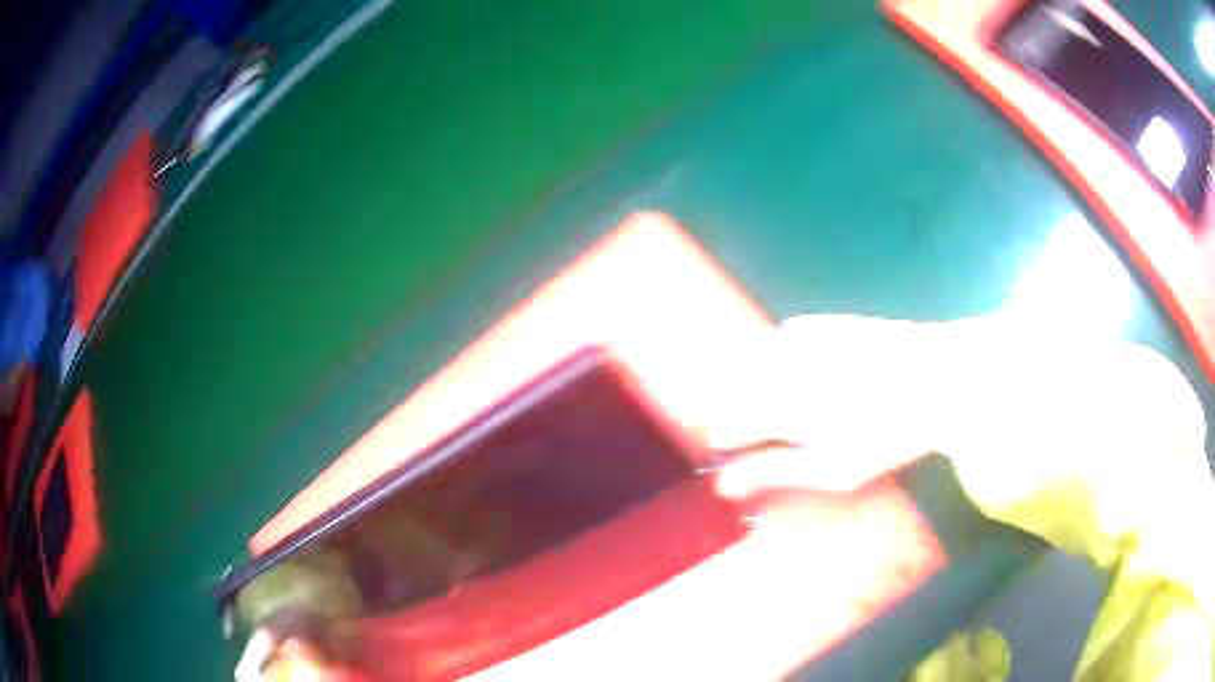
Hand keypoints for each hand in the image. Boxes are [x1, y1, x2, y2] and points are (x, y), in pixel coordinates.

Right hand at [706, 315, 947, 497]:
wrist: (939, 376)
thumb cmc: (888, 433)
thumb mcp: (832, 468)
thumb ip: (774, 472)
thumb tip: (723, 485)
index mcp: (780, 406)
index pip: (728, 423)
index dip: (725, 441)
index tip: (729, 454)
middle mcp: (781, 365)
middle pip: (733, 389)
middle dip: (735, 411)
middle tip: (753, 433)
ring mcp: (801, 337)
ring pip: (753, 360)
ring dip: (753, 384)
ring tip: (775, 406)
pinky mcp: (820, 322)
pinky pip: (781, 338)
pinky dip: (778, 357)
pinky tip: (801, 371)